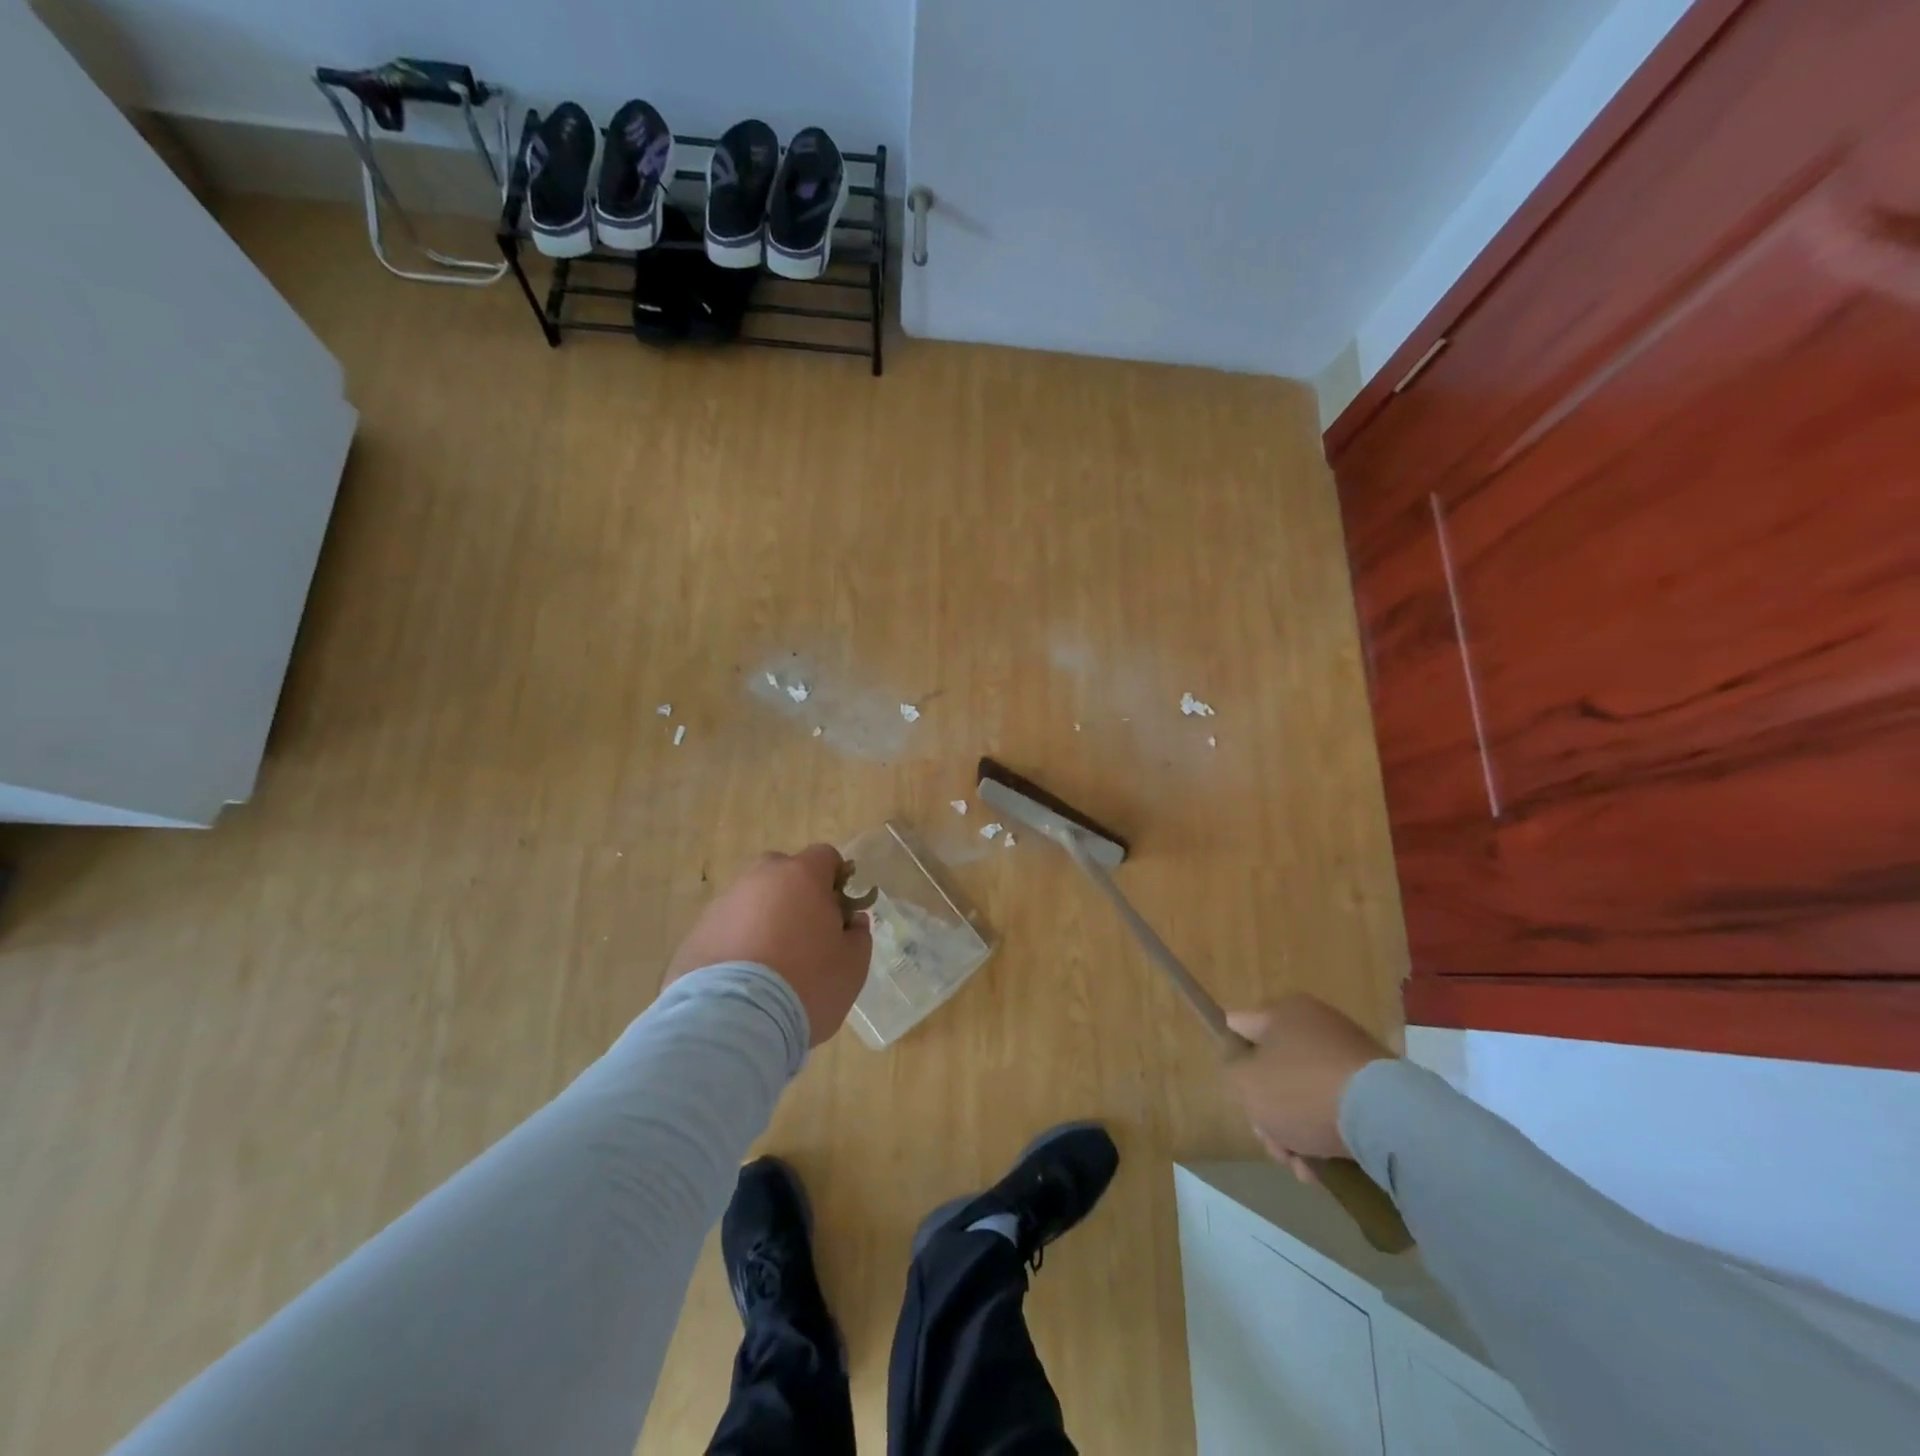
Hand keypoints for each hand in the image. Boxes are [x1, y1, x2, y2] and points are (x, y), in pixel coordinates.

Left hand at [665, 845, 872, 1046]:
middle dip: (796, 895)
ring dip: (764, 920)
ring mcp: (723, 904)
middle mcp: (759, 879)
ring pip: (751, 901)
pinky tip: (743, 982)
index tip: (840, 911)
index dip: (836, 880)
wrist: (733, 1022)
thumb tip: (851, 921)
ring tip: (770, 966)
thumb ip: (858, 935)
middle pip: (783, 872)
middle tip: (806, 935)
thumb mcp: (852, 965)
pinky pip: (726, 929)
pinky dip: (737, 944)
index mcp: (801, 877)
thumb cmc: (806, 984)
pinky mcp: (695, 934)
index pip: (825, 856)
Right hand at [1225, 994, 1392, 1181]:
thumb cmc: (1302, 1090)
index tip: (1237, 1092)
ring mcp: (1349, 1055)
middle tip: (1273, 1145)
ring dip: (1295, 1132)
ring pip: (1303, 1094)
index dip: (1231, 1057)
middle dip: (1267, 1112)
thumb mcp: (1246, 1080)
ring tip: (1302, 1169)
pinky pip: (1335, 1108)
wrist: (1386, 1117)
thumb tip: (1245, 1065)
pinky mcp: (1376, 1087)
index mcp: (1283, 1012)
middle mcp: (1316, 1025)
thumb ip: (1232, 1069)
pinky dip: (1325, 1135)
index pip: (1239, 1027)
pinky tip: (1324, 1168)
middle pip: (1273, 1069)